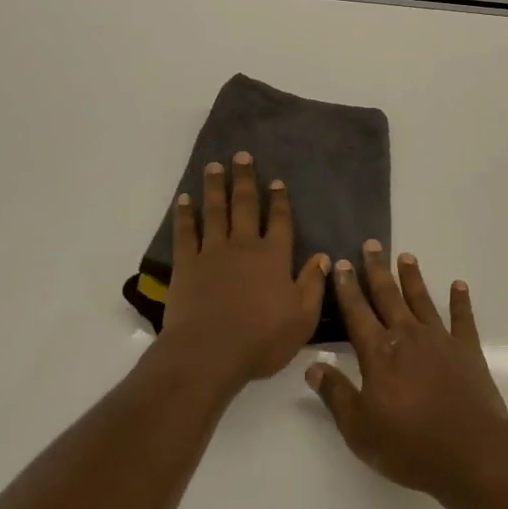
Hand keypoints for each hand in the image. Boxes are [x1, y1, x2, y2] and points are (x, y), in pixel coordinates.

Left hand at [161, 152, 328, 392]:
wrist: (208, 353)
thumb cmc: (261, 339)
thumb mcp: (302, 319)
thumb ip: (313, 285)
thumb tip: (323, 257)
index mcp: (273, 257)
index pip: (279, 221)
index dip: (279, 201)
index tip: (276, 181)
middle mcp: (244, 246)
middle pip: (245, 205)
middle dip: (245, 179)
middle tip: (241, 155)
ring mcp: (212, 252)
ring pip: (215, 211)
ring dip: (215, 187)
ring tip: (214, 166)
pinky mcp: (186, 264)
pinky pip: (185, 232)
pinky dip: (185, 214)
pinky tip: (184, 200)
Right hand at [306, 243, 507, 502]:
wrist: (470, 452)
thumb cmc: (409, 444)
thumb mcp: (359, 428)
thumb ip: (335, 394)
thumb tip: (312, 367)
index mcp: (378, 353)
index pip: (357, 313)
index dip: (347, 288)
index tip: (341, 263)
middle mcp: (407, 336)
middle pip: (388, 296)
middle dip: (377, 270)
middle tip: (371, 244)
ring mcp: (439, 340)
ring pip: (421, 300)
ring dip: (412, 278)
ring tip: (406, 256)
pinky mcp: (467, 350)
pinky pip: (463, 319)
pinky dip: (460, 301)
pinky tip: (459, 285)